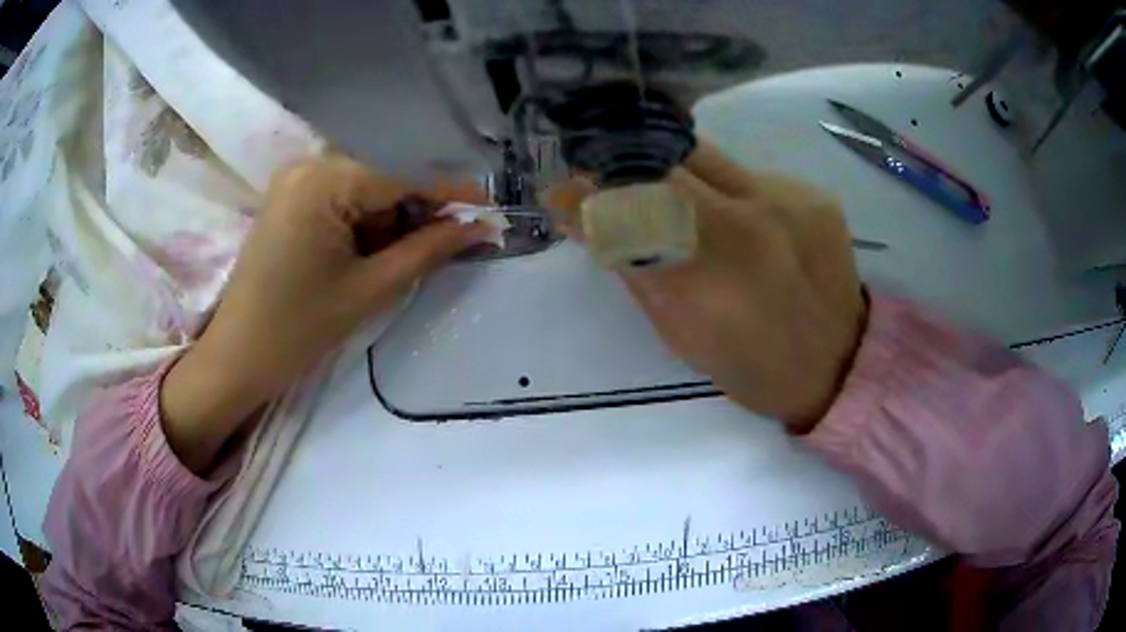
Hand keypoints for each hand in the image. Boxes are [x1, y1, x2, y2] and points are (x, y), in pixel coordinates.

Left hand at [161, 156, 491, 471]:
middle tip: (439, 250)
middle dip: (414, 213)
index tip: (489, 209)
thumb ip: (429, 250)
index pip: (403, 178)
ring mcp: (294, 180)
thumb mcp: (370, 289)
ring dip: (387, 221)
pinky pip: (339, 198)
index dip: (449, 194)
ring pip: (363, 189)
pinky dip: (361, 221)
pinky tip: (363, 254)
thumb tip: (480, 227)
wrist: (238, 357)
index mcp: (325, 181)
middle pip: (382, 179)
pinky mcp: (287, 198)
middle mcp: (308, 165)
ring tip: (389, 264)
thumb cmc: (299, 329)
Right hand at [545, 142, 866, 431]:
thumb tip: (583, 215)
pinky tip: (735, 217)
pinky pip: (746, 172)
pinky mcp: (814, 192)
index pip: (625, 207)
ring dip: (671, 168)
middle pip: (663, 160)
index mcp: (707, 283)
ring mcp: (787, 201)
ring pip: (704, 155)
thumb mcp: (680, 335)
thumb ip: (633, 266)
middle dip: (624, 163)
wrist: (841, 362)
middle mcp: (749, 227)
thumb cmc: (753, 367)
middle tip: (608, 175)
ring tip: (672, 196)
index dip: (587, 192)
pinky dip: (723, 187)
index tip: (562, 192)